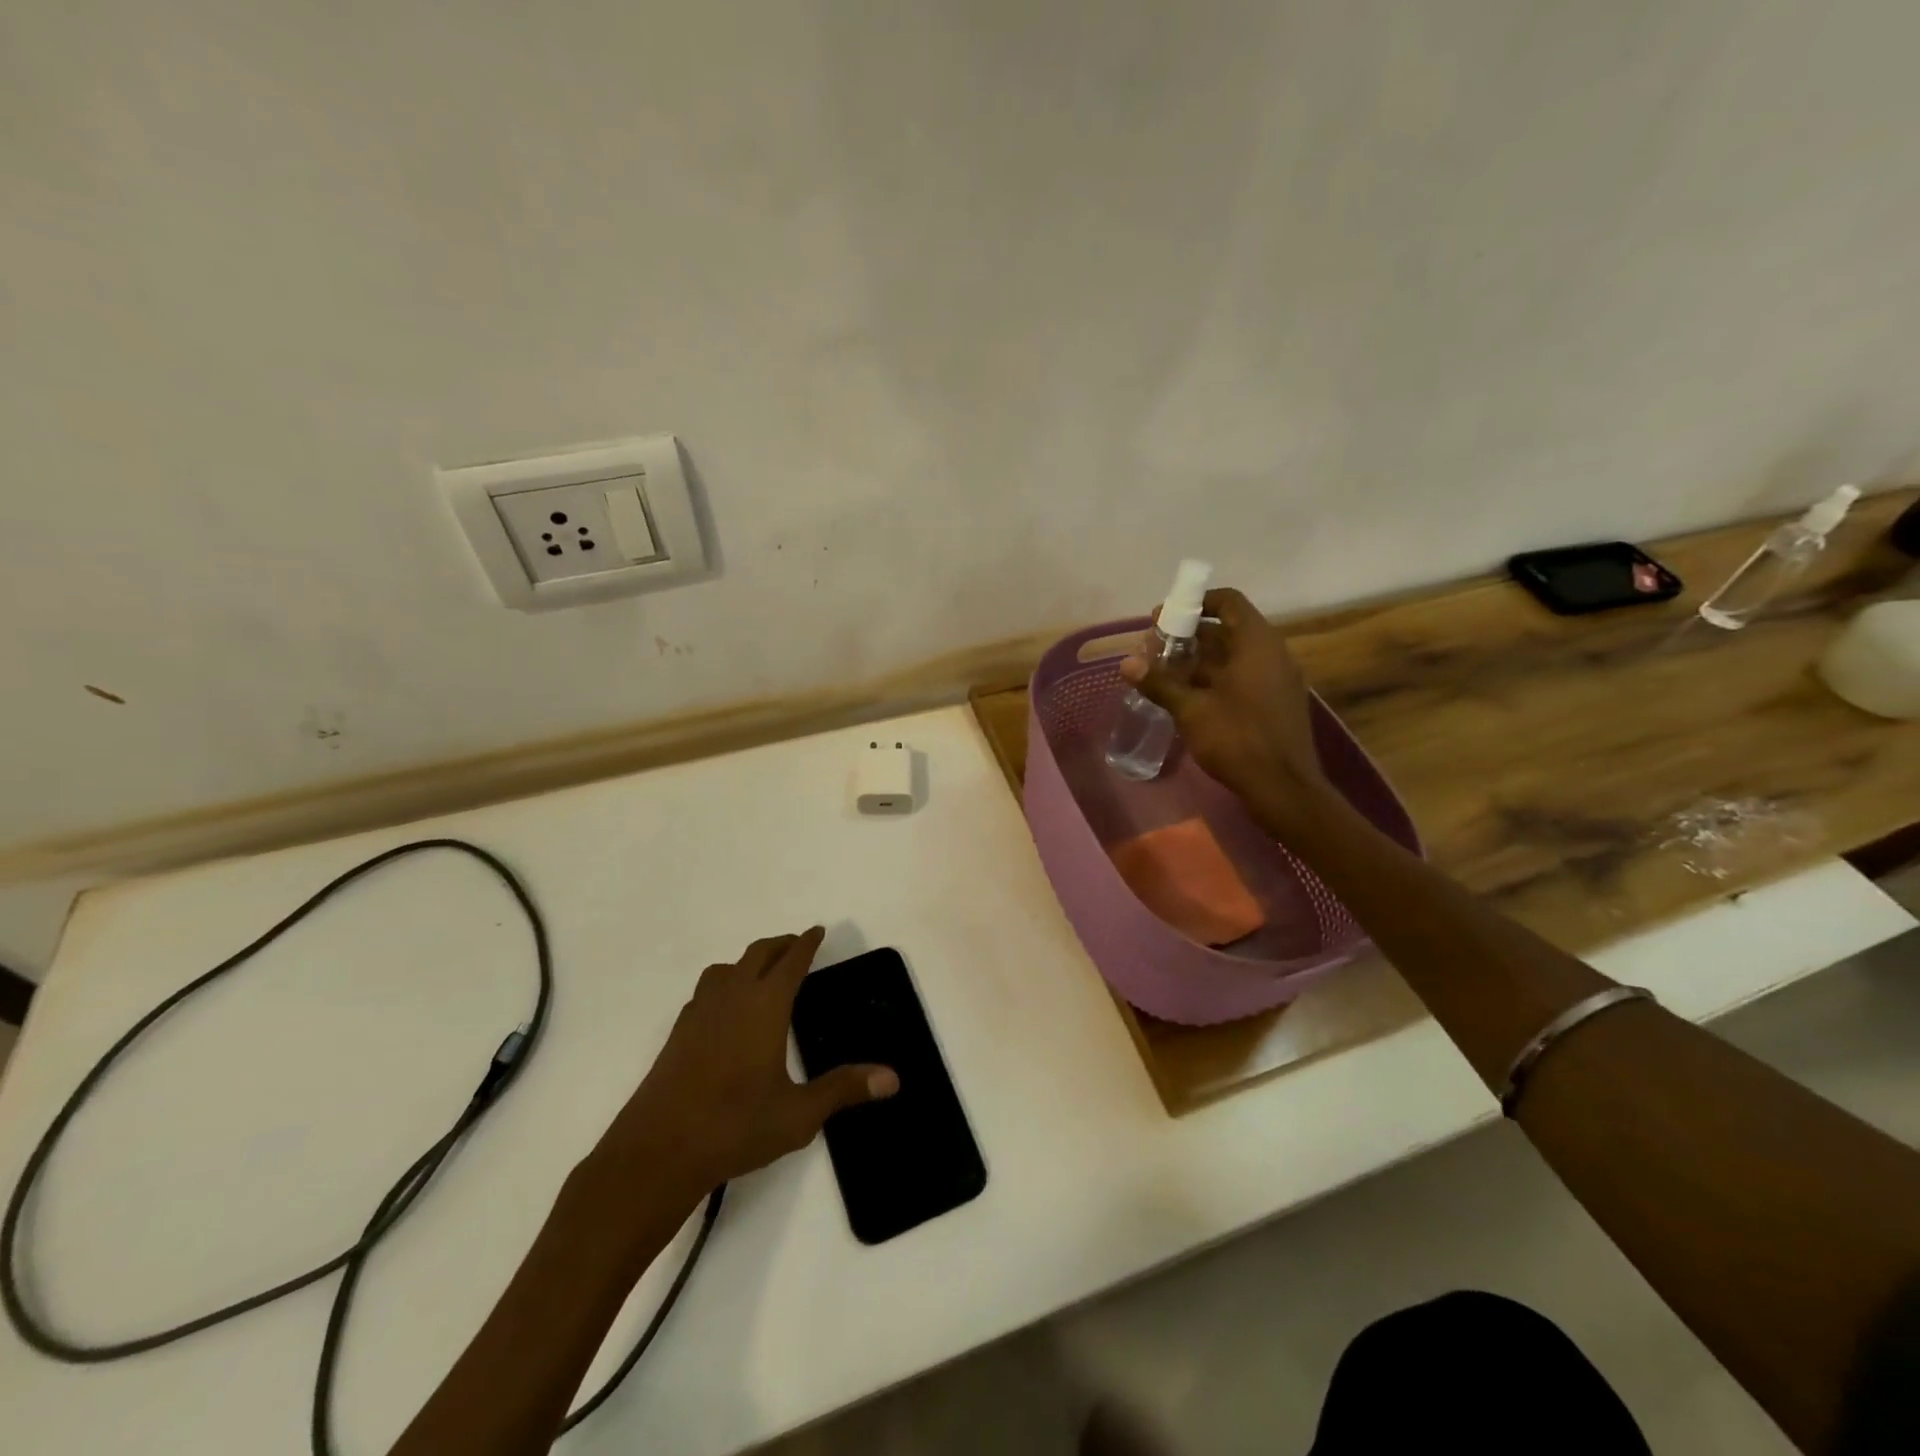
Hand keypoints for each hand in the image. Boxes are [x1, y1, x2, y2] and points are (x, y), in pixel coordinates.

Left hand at [591, 928, 896, 1201]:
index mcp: (764, 1006)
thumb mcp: (799, 1114)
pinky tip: (726, 1011)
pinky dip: (724, 984)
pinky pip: (706, 991)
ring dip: (748, 961)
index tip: (818, 930)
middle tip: (798, 946)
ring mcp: (699, 1013)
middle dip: (781, 945)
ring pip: (726, 968)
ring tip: (762, 973)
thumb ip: (844, 1089)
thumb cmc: (734, 1126)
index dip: (807, 943)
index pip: (791, 961)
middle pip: (758, 954)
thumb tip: (893, 1077)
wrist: (657, 1152)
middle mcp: (731, 997)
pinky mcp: (677, 1033)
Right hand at [1121, 587, 1324, 814]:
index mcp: (1256, 643)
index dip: (1197, 602)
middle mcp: (1271, 653)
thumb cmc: (1238, 739)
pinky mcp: (1275, 703)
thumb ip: (1160, 683)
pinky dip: (1215, 678)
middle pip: (1228, 630)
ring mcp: (1276, 679)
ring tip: (1163, 671)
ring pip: (1234, 656)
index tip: (1166, 616)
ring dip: (1199, 660)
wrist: (1284, 788)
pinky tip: (1187, 696)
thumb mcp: (1192, 710)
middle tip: (1155, 647)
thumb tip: (1126, 663)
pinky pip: (1243, 677)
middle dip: (1190, 635)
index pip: (1229, 602)